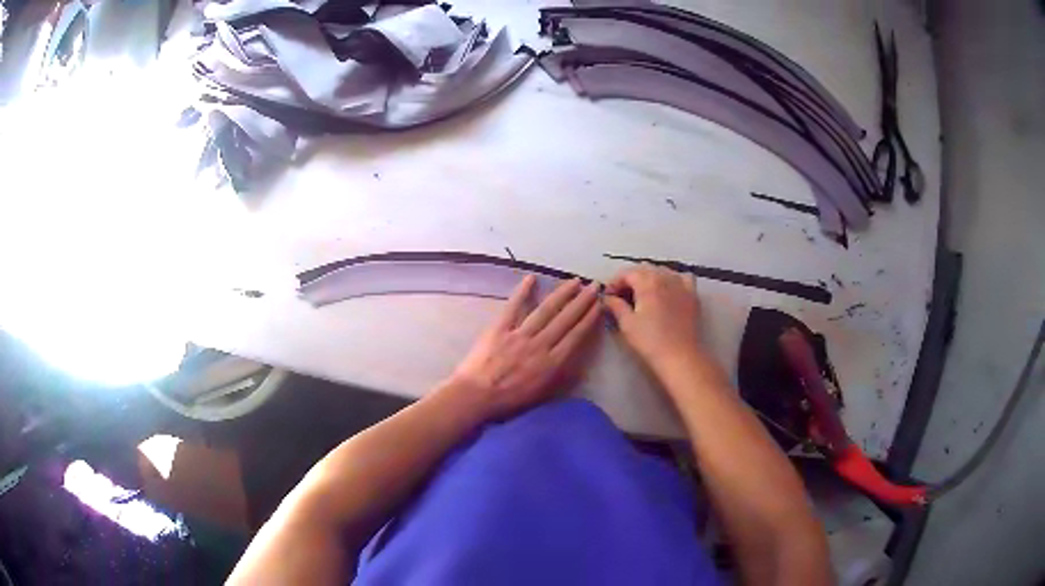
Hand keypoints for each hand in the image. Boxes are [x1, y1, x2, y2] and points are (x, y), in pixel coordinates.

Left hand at [446, 275, 601, 420]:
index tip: (599, 305)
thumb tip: (578, 364)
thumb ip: (560, 377)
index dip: (589, 319)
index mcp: (552, 363)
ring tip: (574, 282)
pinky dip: (522, 291)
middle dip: (582, 301)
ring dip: (561, 294)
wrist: (476, 397)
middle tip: (594, 286)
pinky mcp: (499, 328)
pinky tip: (532, 278)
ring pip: (545, 311)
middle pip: (565, 319)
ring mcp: (519, 335)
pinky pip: (513, 307)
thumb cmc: (509, 401)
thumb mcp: (542, 394)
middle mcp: (540, 345)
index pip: (576, 336)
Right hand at [603, 265, 703, 368]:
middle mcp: (665, 277)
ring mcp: (681, 284)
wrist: (680, 356)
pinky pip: (682, 277)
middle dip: (630, 278)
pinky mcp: (692, 295)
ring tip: (643, 293)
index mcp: (647, 282)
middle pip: (644, 269)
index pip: (626, 273)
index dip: (614, 282)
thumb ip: (615, 306)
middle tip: (622, 296)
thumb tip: (607, 298)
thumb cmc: (650, 341)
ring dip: (650, 277)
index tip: (608, 296)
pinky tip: (669, 289)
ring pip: (662, 270)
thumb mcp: (627, 324)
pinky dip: (673, 279)